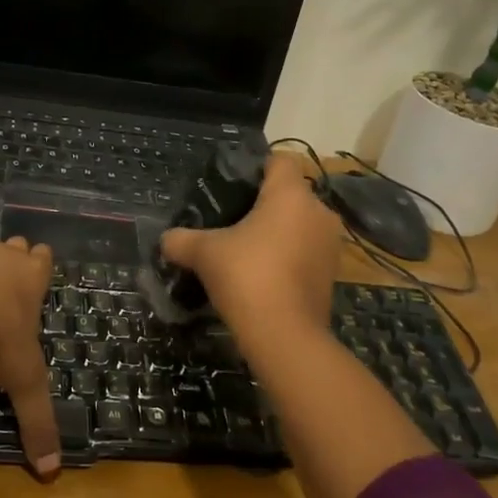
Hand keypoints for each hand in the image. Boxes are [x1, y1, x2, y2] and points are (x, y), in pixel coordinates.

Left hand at [0, 213, 58, 475]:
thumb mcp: (21, 384)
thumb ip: (37, 424)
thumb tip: (52, 475)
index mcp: (30, 283)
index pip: (43, 264)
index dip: (42, 264)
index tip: (42, 261)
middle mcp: (5, 257)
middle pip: (16, 250)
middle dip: (17, 256)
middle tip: (14, 266)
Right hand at [160, 152, 341, 336]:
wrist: (285, 337)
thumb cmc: (246, 277)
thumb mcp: (204, 253)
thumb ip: (181, 240)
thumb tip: (165, 240)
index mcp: (291, 195)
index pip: (279, 160)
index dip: (256, 167)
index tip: (232, 186)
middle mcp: (318, 212)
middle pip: (290, 193)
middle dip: (263, 204)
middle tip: (230, 220)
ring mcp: (330, 244)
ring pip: (300, 223)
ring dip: (278, 232)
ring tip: (245, 249)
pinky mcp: (332, 274)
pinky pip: (306, 251)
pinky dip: (288, 256)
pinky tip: (261, 274)